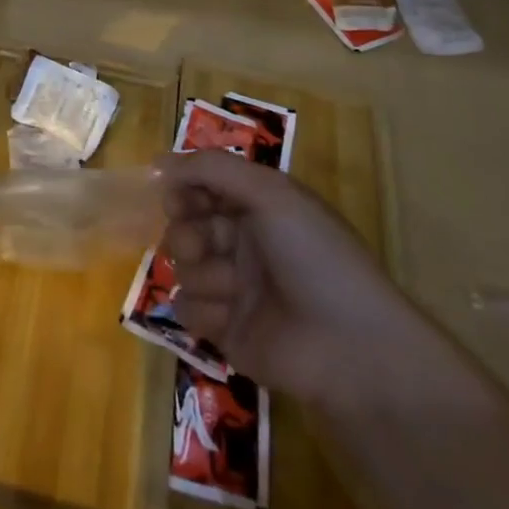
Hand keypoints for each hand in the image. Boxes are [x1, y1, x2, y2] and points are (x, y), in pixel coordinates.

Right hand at [160, 151, 422, 400]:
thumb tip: (158, 161)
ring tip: (232, 289)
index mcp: (256, 208)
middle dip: (187, 234)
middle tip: (202, 247)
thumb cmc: (315, 257)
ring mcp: (232, 288)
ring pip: (182, 267)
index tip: (175, 198)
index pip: (201, 187)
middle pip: (185, 226)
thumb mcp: (270, 193)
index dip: (183, 190)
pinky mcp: (225, 330)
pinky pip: (187, 309)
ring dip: (202, 274)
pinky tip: (228, 318)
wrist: (350, 347)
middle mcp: (242, 243)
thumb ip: (212, 168)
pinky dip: (203, 310)